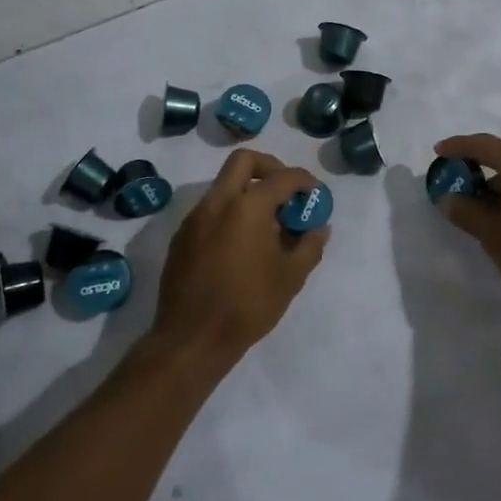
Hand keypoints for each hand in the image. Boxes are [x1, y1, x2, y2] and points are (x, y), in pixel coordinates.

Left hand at [151, 149, 328, 364]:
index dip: (304, 181)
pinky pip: (210, 210)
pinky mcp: (181, 237)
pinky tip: (241, 245)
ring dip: (247, 191)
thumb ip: (310, 245)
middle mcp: (217, 202)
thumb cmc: (248, 305)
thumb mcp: (291, 277)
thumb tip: (319, 228)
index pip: (282, 177)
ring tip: (267, 225)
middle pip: (243, 161)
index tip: (315, 194)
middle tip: (286, 191)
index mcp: (247, 206)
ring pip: (223, 185)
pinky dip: (230, 213)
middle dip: (269, 167)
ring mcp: (195, 218)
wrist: (192, 339)